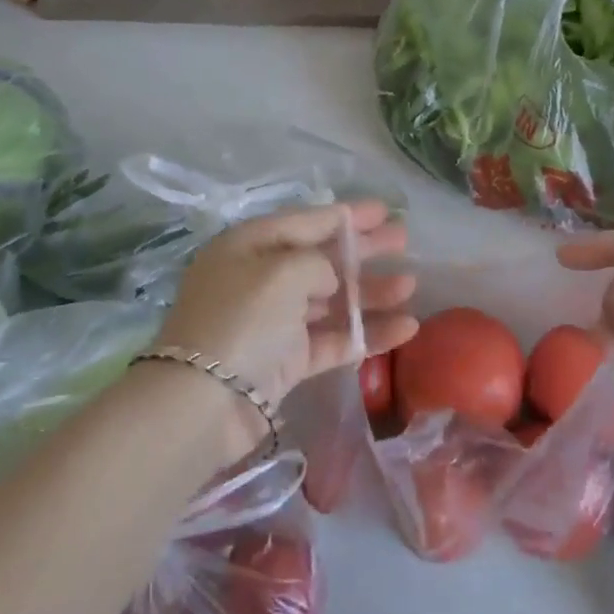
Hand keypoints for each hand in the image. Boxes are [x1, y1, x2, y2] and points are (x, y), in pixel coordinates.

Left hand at [158, 202, 417, 460]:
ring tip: (410, 286)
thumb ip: (318, 263)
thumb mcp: (282, 271)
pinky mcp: (286, 361)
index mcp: (250, 246)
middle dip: (363, 250)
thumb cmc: (243, 319)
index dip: (346, 215)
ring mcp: (274, 322)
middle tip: (403, 240)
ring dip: (369, 293)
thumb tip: (329, 279)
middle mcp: (261, 279)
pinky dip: (367, 333)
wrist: (204, 404)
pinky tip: (405, 328)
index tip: (383, 209)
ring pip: (330, 300)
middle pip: (321, 258)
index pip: (305, 221)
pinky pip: (333, 340)